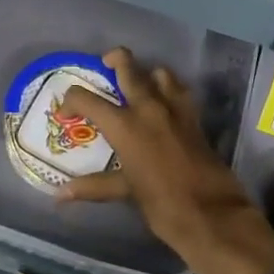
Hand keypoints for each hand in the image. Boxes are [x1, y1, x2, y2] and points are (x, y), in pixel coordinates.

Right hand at [59, 49, 273, 273]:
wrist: (212, 214)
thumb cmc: (163, 205)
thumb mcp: (126, 193)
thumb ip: (94, 186)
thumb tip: (61, 194)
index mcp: (125, 125)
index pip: (88, 99)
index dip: (72, 99)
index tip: (66, 109)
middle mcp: (148, 107)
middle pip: (129, 68)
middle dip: (114, 60)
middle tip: (105, 65)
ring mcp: (175, 109)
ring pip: (159, 73)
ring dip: (147, 73)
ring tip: (138, 85)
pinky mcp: (194, 117)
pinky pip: (180, 90)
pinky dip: (169, 89)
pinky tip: (164, 105)